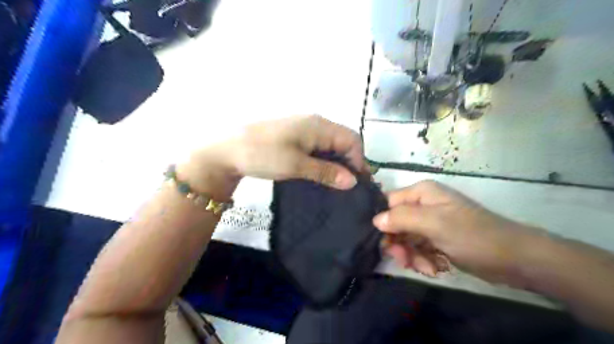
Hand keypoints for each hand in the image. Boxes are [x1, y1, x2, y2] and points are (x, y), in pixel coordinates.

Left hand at [178, 114, 368, 197]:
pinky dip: (324, 159)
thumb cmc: (263, 155)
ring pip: (330, 144)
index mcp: (318, 125)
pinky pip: (318, 145)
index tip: (355, 184)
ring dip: (336, 162)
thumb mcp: (296, 166)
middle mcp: (315, 122)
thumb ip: (326, 172)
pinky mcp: (295, 135)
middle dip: (349, 162)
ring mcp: (304, 127)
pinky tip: (320, 172)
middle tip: (346, 186)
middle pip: (343, 140)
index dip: (358, 161)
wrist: (228, 149)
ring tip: (335, 182)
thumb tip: (352, 181)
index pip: (351, 140)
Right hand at [371, 179, 535, 284]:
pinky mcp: (437, 239)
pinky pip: (418, 249)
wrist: (514, 259)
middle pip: (395, 223)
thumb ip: (402, 218)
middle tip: (404, 260)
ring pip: (405, 239)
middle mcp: (423, 205)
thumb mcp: (434, 224)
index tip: (385, 242)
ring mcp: (430, 223)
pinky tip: (434, 268)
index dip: (384, 222)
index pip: (389, 203)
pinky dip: (422, 260)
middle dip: (399, 244)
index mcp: (421, 193)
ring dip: (411, 255)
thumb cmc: (472, 235)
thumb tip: (375, 220)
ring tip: (426, 268)